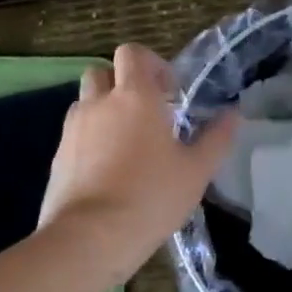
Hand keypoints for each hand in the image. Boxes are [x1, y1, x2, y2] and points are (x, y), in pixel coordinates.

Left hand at [38, 44, 238, 281]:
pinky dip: (90, 140)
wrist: (88, 238)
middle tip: (146, 113)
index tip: (169, 92)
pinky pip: (75, 134)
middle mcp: (99, 103)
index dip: (150, 63)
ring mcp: (72, 129)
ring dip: (104, 111)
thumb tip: (234, 114)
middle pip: (102, 72)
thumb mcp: (196, 171)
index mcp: (134, 96)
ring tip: (126, 144)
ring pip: (86, 102)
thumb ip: (216, 138)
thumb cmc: (150, 197)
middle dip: (122, 84)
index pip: (132, 53)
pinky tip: (107, 171)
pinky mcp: (57, 156)